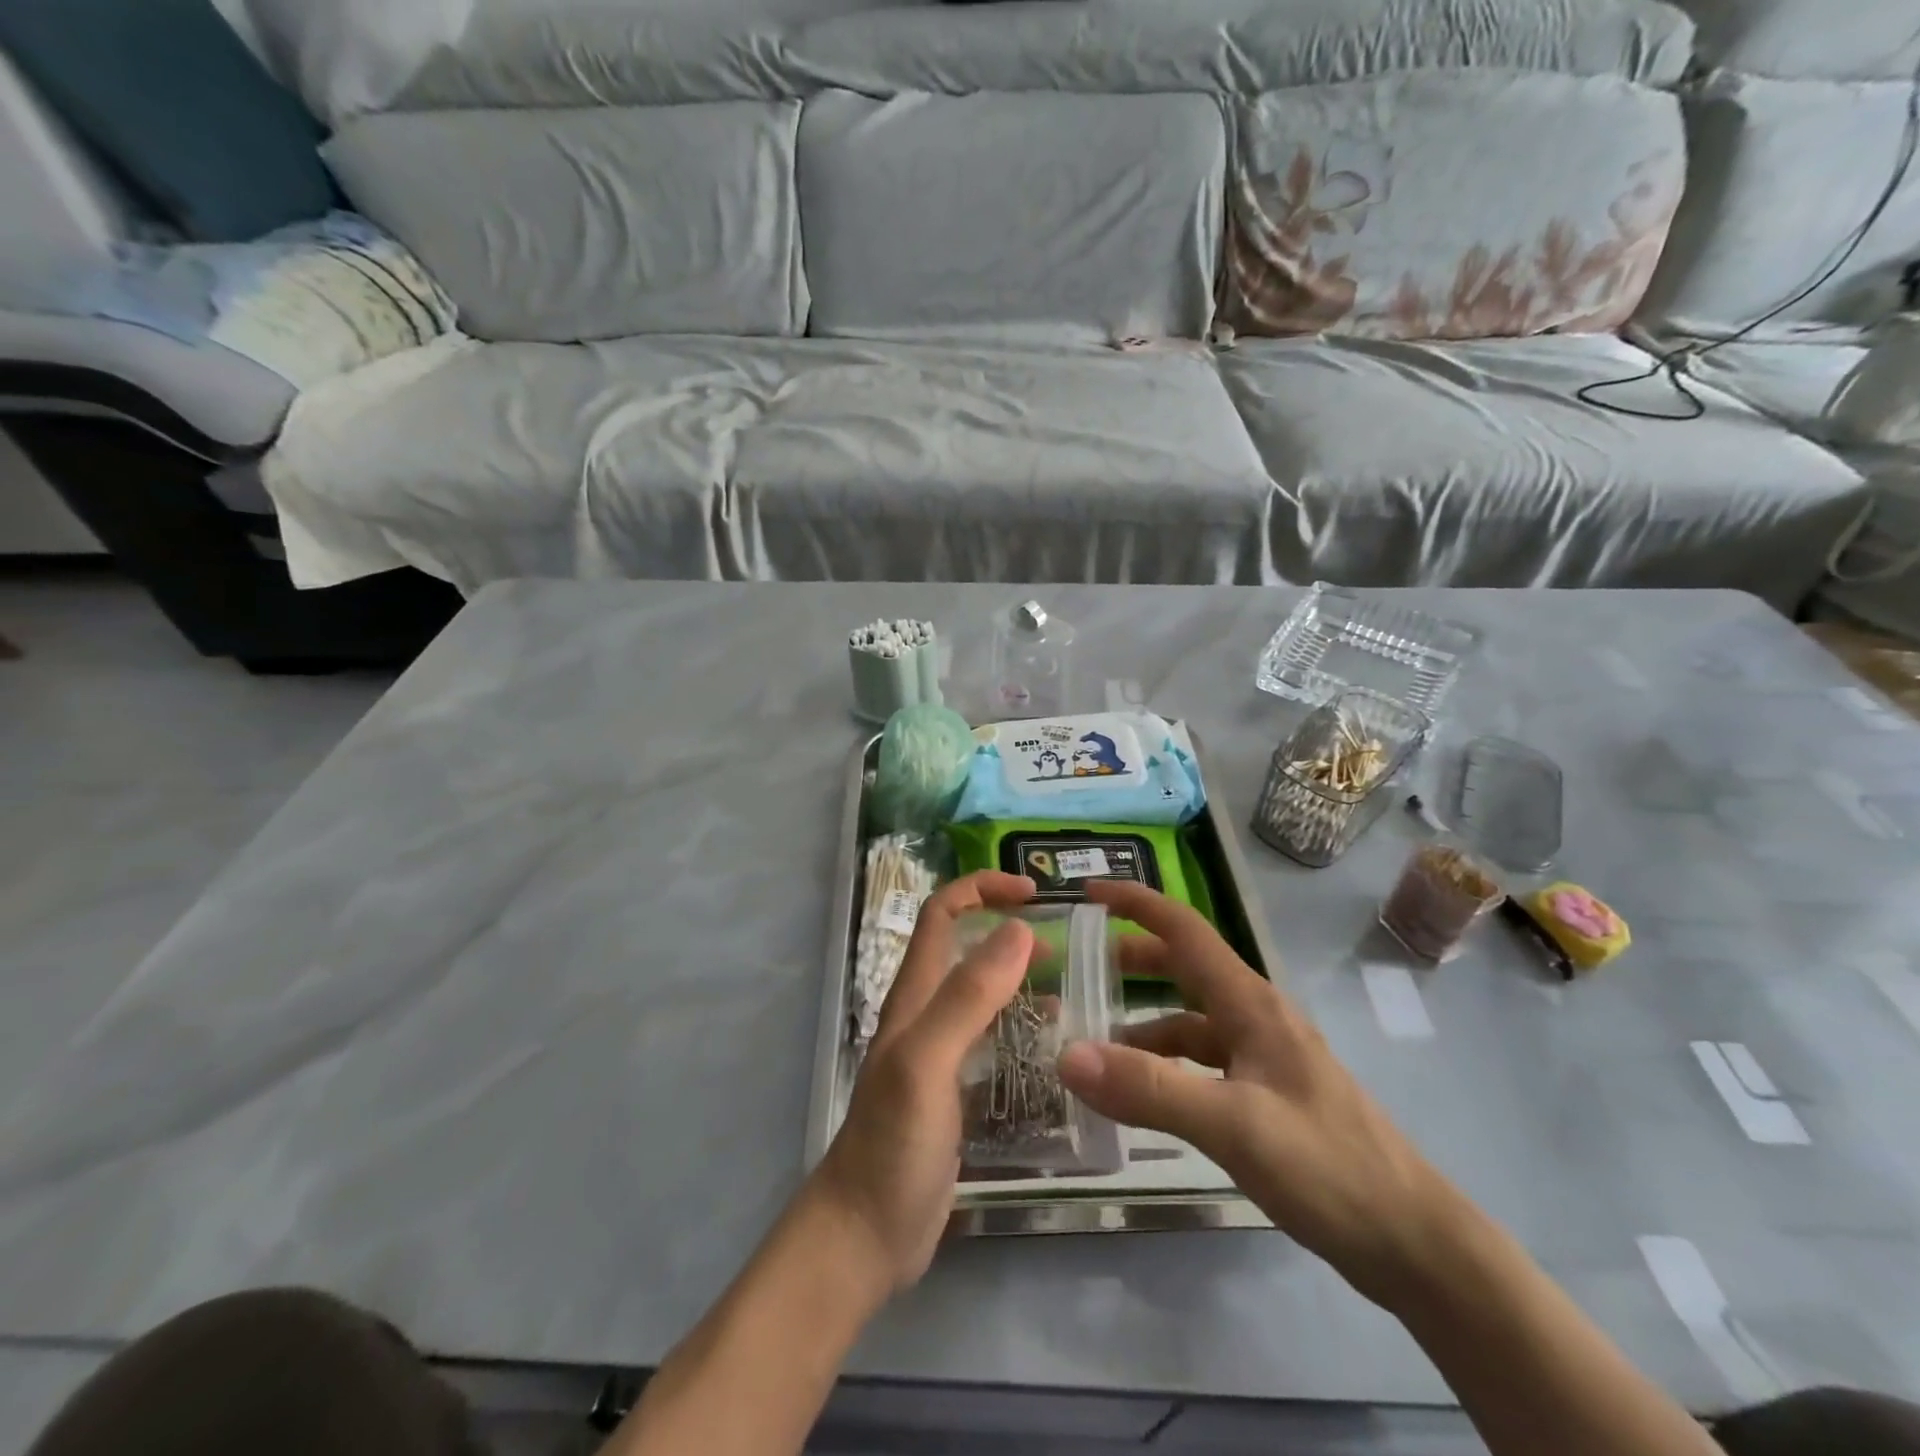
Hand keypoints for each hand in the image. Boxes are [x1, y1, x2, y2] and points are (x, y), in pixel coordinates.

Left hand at [808, 871, 1036, 1294]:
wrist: (865, 1235)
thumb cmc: (892, 1145)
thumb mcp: (927, 1062)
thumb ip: (968, 997)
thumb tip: (1016, 929)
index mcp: (915, 996)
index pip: (942, 914)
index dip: (981, 888)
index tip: (1033, 892)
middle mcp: (926, 1013)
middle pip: (965, 948)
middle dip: (1007, 927)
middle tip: (1065, 940)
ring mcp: (941, 1053)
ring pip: (982, 993)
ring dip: (1020, 975)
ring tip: (1072, 982)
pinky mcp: (956, 1090)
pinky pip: (993, 1040)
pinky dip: (1023, 1025)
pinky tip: (1056, 1044)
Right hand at [1057, 881, 1455, 1306]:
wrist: (1414, 1243)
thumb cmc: (1329, 1167)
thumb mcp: (1233, 1126)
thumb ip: (1150, 1090)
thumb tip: (1067, 1055)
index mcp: (1250, 1003)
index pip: (1185, 930)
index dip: (1137, 903)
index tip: (1089, 893)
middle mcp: (1255, 1018)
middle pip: (1185, 968)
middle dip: (1133, 959)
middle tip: (1080, 967)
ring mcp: (1263, 1057)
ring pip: (1190, 1020)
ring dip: (1142, 1022)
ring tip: (1094, 1043)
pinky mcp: (1265, 1095)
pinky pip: (1201, 1063)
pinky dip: (1165, 1066)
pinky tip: (1142, 1095)